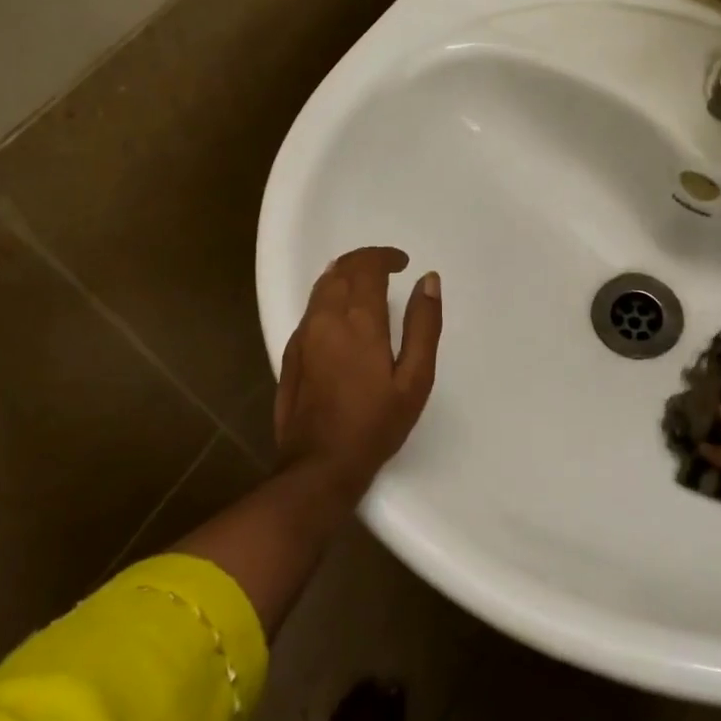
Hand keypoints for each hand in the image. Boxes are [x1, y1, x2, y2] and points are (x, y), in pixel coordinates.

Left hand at [274, 247, 442, 492]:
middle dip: (365, 260)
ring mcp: (304, 333)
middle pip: (341, 269)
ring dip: (345, 274)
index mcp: (359, 318)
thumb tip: (428, 279)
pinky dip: (330, 295)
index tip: (403, 263)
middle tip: (387, 268)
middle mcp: (326, 316)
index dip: (385, 256)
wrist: (320, 464)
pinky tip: (342, 313)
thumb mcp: (415, 378)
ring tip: (367, 283)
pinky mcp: (292, 351)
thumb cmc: (376, 423)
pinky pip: (311, 307)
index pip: (367, 265)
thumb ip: (424, 325)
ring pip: (322, 286)